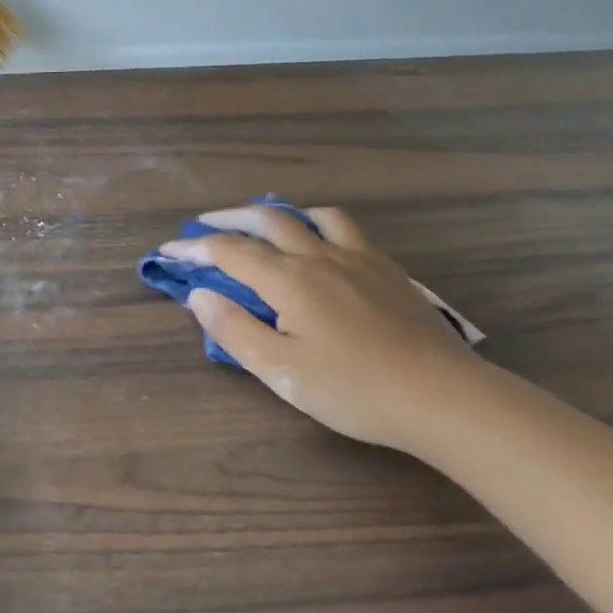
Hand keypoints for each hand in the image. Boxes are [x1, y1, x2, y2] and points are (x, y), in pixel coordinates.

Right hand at [160, 206, 484, 454]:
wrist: (445, 398)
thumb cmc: (353, 389)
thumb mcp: (280, 370)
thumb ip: (234, 329)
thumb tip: (199, 296)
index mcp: (289, 279)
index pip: (229, 251)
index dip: (193, 248)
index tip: (166, 251)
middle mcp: (321, 257)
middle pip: (268, 220)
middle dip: (228, 218)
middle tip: (204, 225)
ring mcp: (360, 259)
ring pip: (313, 217)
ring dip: (279, 214)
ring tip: (265, 225)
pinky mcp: (389, 272)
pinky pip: (347, 230)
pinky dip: (319, 225)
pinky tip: (322, 246)